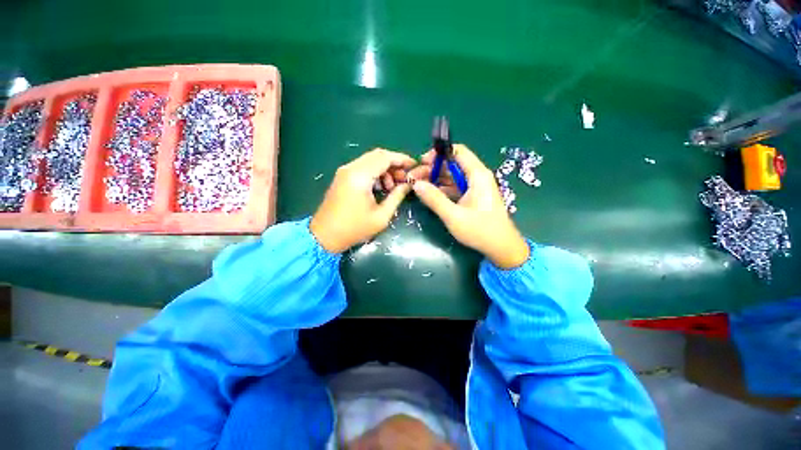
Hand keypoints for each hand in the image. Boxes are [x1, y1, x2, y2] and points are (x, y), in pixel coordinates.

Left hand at [311, 149, 415, 252]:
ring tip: (392, 187)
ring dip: (384, 169)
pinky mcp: (342, 177)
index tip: (414, 166)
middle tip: (404, 179)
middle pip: (378, 155)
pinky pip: (363, 167)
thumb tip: (408, 185)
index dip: (402, 159)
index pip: (385, 157)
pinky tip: (380, 188)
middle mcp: (351, 168)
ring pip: (370, 160)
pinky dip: (375, 173)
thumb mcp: (381, 216)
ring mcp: (345, 172)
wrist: (324, 236)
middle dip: (394, 164)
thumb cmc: (354, 229)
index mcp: (360, 176)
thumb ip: (397, 197)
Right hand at [410, 144, 529, 268]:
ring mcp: (475, 187)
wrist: (501, 248)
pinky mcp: (472, 197)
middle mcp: (477, 177)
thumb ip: (434, 199)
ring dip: (435, 179)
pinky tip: (429, 194)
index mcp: (477, 175)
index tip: (422, 163)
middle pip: (452, 164)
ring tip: (418, 186)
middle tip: (414, 178)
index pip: (458, 151)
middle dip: (433, 168)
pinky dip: (442, 189)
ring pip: (452, 176)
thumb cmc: (480, 230)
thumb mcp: (453, 216)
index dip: (438, 154)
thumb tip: (416, 183)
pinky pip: (455, 187)